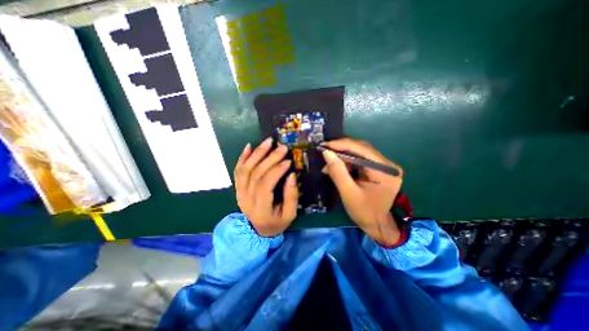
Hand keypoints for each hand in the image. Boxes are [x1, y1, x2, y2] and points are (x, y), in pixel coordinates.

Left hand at [235, 138, 299, 237]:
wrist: (258, 230)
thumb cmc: (276, 222)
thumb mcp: (289, 215)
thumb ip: (291, 196)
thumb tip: (291, 175)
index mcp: (260, 208)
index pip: (265, 185)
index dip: (276, 171)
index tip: (288, 161)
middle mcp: (246, 198)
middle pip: (255, 174)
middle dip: (269, 158)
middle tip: (282, 147)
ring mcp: (239, 192)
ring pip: (245, 169)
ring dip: (257, 153)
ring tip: (268, 141)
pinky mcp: (238, 187)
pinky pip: (237, 170)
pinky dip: (243, 157)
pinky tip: (249, 146)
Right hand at [321, 137, 402, 245]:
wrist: (376, 224)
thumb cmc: (363, 212)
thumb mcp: (348, 193)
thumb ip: (337, 171)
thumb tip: (326, 153)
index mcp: (384, 171)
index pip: (362, 150)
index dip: (342, 145)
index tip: (324, 145)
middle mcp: (388, 164)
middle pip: (362, 149)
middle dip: (341, 149)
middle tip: (324, 150)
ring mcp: (384, 166)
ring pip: (360, 153)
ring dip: (343, 155)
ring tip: (328, 160)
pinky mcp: (379, 169)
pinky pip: (361, 159)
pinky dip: (347, 161)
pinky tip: (337, 165)